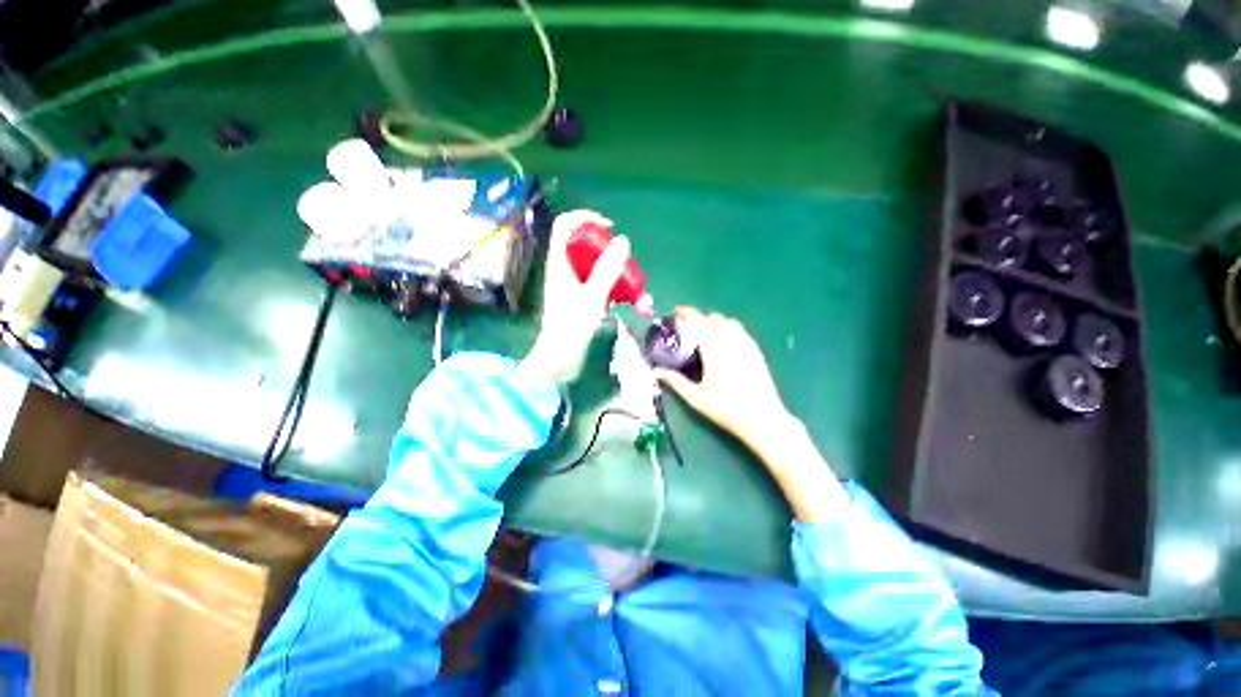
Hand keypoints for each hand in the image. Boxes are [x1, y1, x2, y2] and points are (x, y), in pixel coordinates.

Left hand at [519, 210, 630, 383]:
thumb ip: (607, 270)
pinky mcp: (578, 297)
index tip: (607, 227)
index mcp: (559, 263)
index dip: (584, 217)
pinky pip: (596, 282)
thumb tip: (623, 240)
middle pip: (582, 243)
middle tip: (624, 260)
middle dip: (606, 248)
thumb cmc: (571, 327)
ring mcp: (570, 284)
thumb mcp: (592, 297)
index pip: (564, 225)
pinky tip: (625, 300)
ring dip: (613, 270)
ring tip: (631, 285)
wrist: (558, 358)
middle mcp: (563, 269)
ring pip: (593, 264)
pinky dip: (611, 286)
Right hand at [653, 307, 792, 450]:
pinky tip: (725, 343)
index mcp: (714, 350)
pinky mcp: (756, 351)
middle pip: (714, 318)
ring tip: (706, 333)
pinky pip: (741, 331)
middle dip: (700, 318)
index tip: (676, 311)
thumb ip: (675, 381)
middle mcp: (731, 341)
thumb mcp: (696, 398)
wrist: (763, 419)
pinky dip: (729, 328)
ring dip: (715, 322)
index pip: (698, 322)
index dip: (686, 313)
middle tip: (688, 328)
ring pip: (729, 322)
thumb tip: (655, 372)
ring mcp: (746, 345)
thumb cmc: (726, 409)